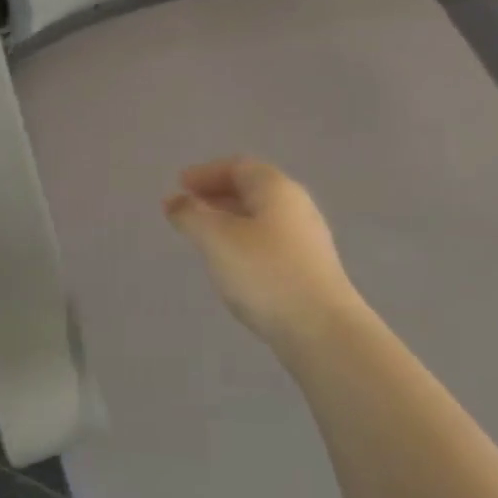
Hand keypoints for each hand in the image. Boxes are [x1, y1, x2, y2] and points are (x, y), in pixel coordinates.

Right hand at [164, 157, 369, 350]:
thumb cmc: (265, 273)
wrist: (323, 331)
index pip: (238, 166)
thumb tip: (174, 200)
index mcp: (276, 188)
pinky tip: (232, 264)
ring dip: (229, 220)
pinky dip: (244, 242)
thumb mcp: (216, 239)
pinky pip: (270, 242)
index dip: (206, 173)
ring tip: (203, 236)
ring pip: (261, 218)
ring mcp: (307, 239)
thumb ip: (190, 214)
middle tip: (187, 209)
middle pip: (252, 190)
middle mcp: (296, 206)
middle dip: (217, 195)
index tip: (179, 185)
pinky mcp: (310, 269)